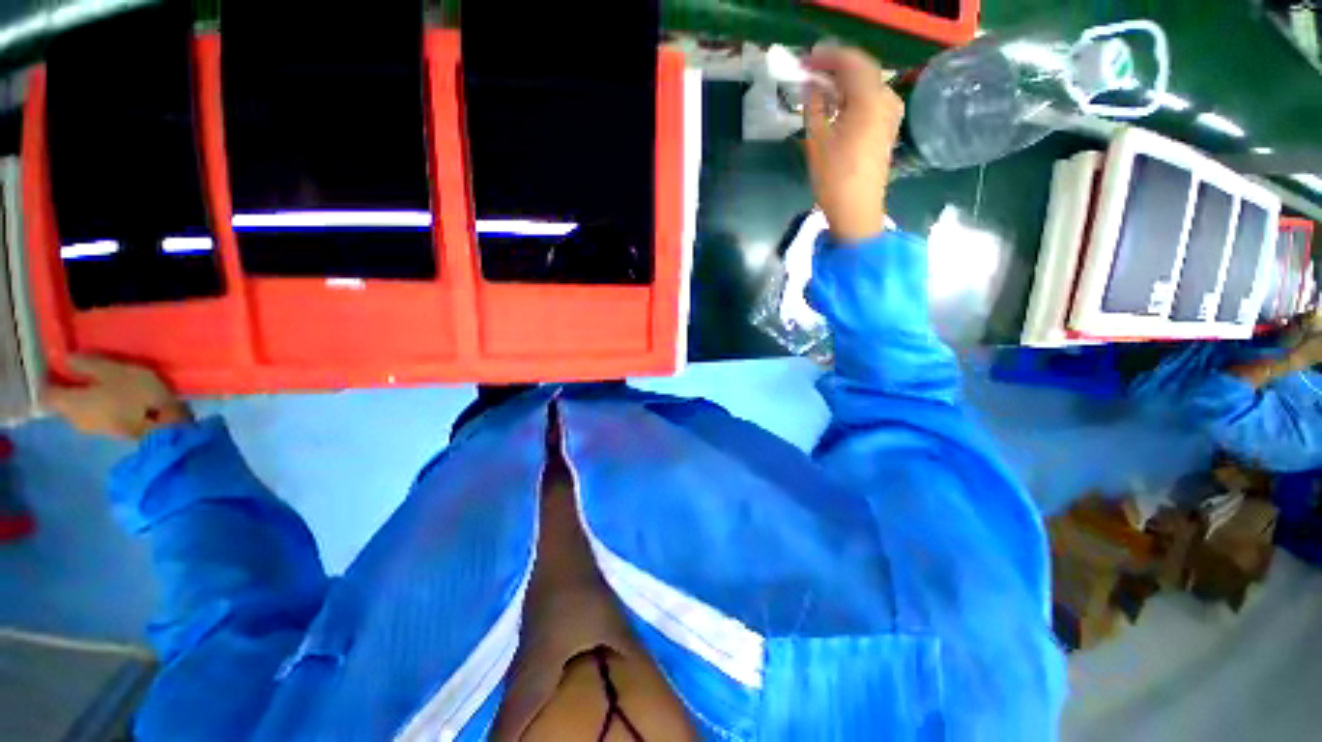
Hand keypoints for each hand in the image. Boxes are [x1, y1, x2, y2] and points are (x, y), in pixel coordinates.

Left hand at [44, 356, 191, 439]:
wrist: (164, 428)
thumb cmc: (136, 395)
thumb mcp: (114, 371)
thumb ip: (88, 365)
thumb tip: (66, 358)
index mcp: (69, 402)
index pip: (47, 392)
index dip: (50, 379)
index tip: (59, 368)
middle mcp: (73, 418)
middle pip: (63, 402)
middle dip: (72, 389)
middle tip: (85, 374)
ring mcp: (92, 428)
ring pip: (80, 410)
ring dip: (88, 398)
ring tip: (104, 386)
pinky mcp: (108, 432)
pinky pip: (96, 416)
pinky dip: (101, 407)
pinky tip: (115, 400)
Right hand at [803, 45, 902, 242]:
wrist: (857, 211)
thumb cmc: (834, 178)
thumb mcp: (817, 141)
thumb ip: (814, 106)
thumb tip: (810, 86)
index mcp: (870, 99)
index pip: (850, 61)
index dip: (826, 58)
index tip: (804, 62)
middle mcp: (887, 99)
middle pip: (862, 70)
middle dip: (836, 68)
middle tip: (810, 73)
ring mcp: (891, 114)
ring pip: (867, 85)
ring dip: (844, 83)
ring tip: (820, 90)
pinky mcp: (888, 128)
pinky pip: (871, 101)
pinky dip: (853, 97)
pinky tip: (837, 107)